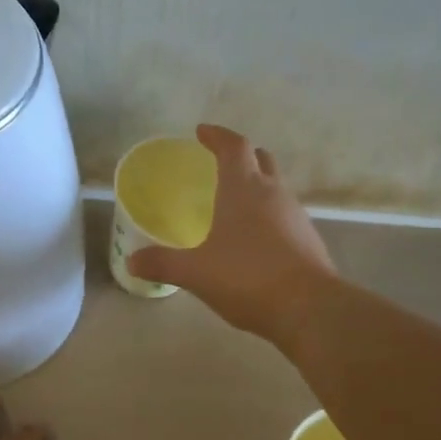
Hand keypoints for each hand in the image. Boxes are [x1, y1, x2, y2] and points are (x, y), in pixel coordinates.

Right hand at [126, 124, 337, 344]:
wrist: (309, 308)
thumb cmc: (247, 277)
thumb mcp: (196, 272)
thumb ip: (162, 263)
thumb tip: (132, 261)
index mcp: (243, 188)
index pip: (233, 146)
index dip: (217, 135)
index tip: (202, 132)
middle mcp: (273, 193)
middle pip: (260, 159)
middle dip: (241, 155)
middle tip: (220, 162)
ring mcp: (296, 215)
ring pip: (275, 187)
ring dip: (256, 186)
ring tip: (234, 203)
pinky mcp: (308, 239)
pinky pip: (284, 215)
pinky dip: (268, 215)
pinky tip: (254, 238)